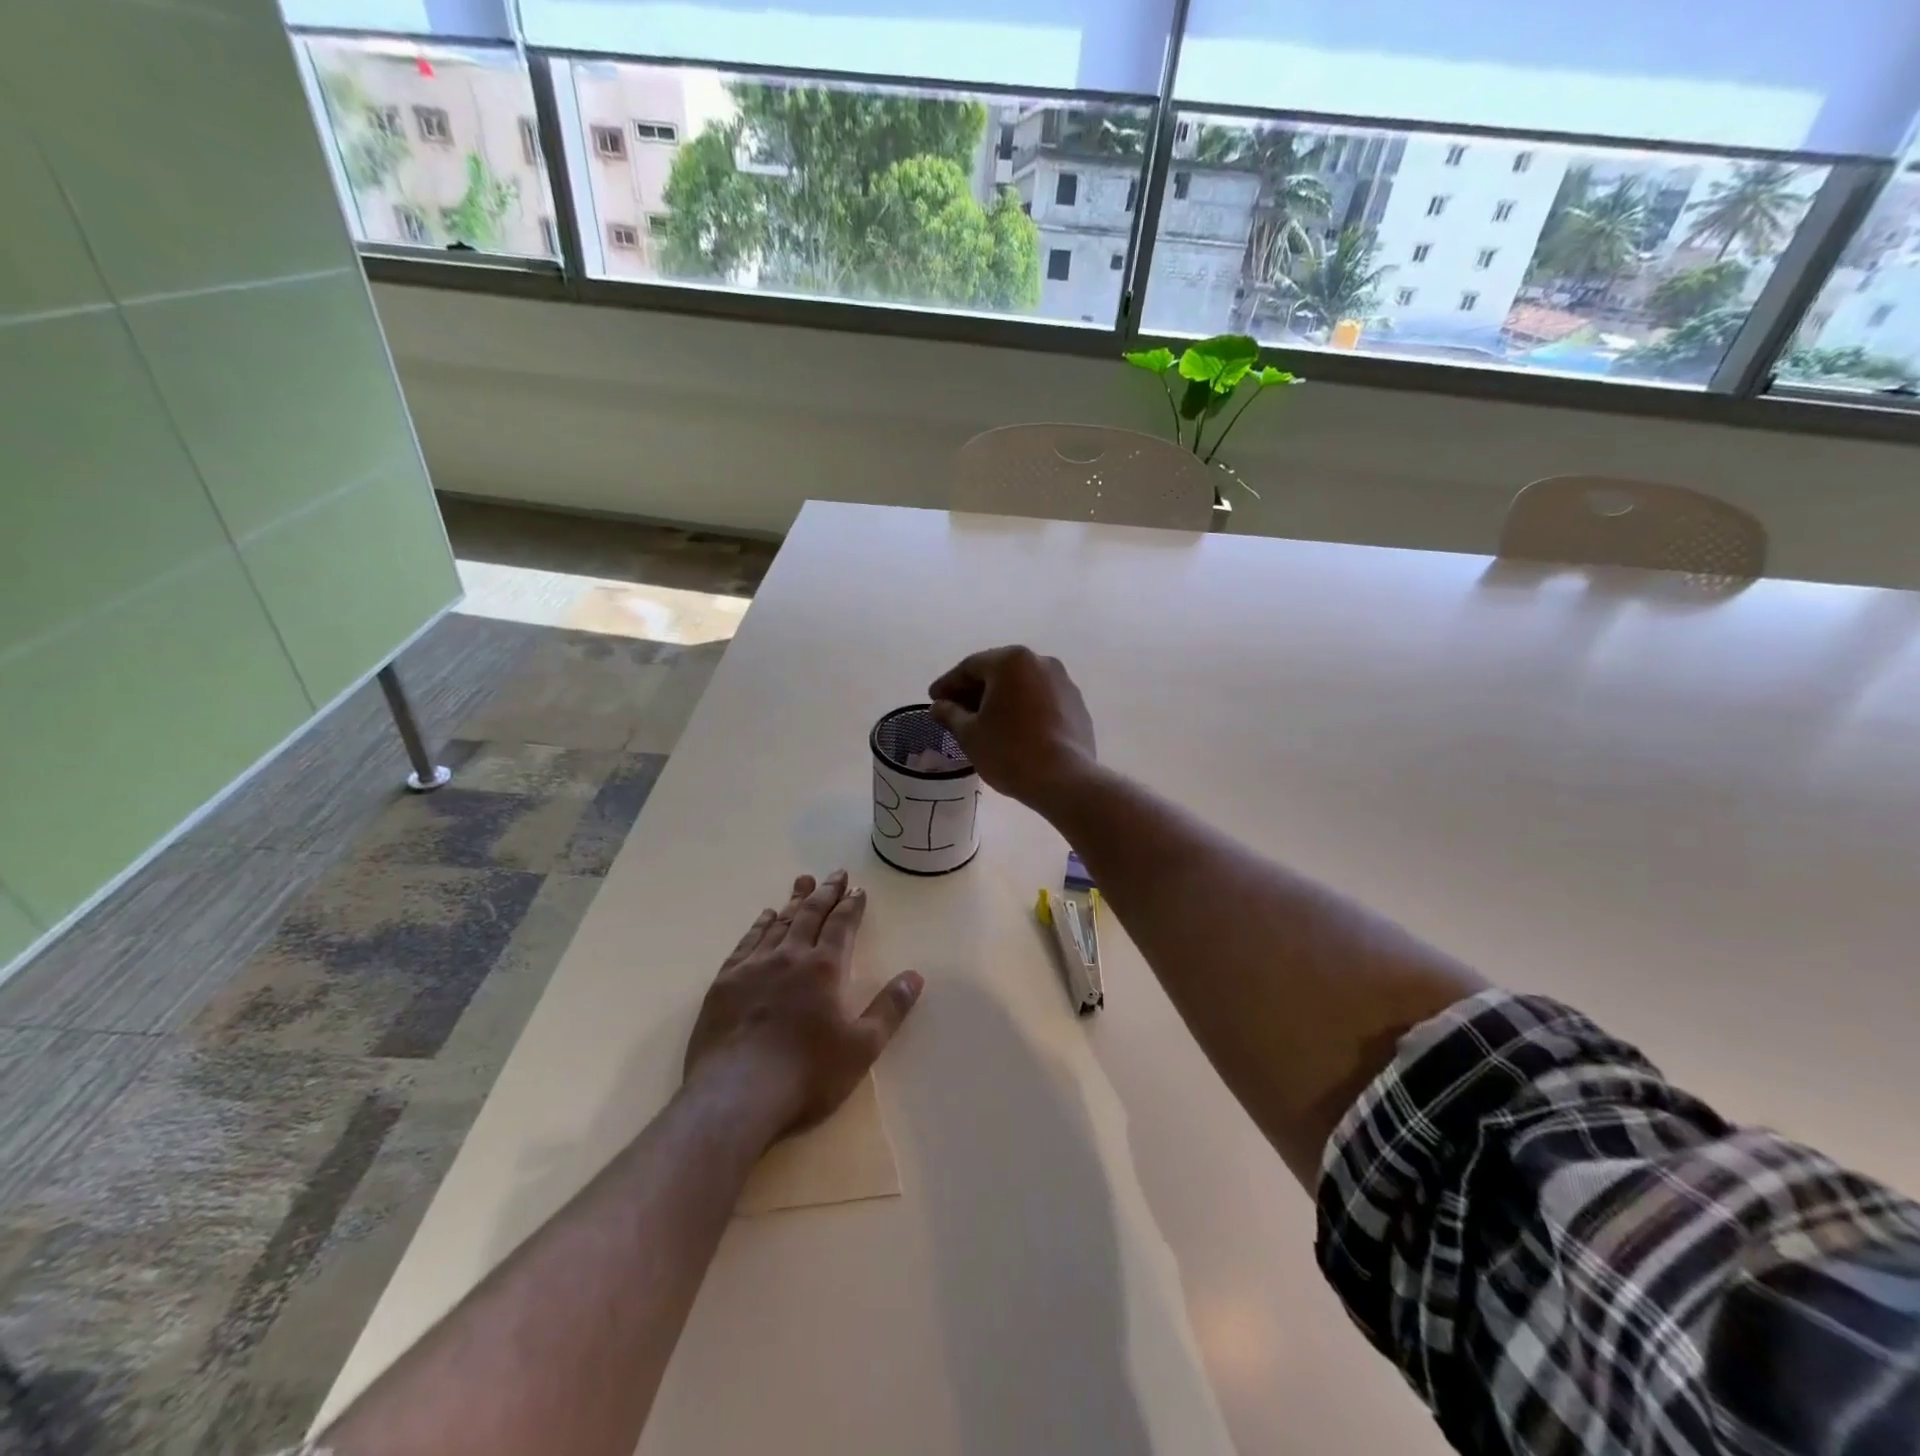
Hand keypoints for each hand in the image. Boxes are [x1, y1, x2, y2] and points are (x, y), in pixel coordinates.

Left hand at [684, 871, 923, 1137]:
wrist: (736, 1095)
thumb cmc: (807, 1074)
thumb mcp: (862, 1047)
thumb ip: (890, 1009)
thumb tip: (915, 976)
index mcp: (825, 969)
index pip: (841, 926)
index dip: (851, 905)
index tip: (857, 888)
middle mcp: (789, 957)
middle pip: (810, 915)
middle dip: (825, 893)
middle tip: (834, 873)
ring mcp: (754, 967)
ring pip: (778, 923)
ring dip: (794, 901)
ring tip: (802, 882)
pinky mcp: (725, 982)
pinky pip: (746, 942)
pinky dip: (759, 925)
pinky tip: (765, 917)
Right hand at [928, 646, 1096, 812]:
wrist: (1064, 779)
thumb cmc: (1009, 751)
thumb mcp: (970, 734)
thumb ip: (950, 714)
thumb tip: (939, 706)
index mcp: (1012, 661)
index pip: (970, 667)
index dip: (948, 684)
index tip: (933, 700)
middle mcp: (1041, 662)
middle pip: (998, 672)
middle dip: (974, 690)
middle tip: (954, 711)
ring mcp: (1063, 683)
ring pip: (1021, 686)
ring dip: (1000, 699)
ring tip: (983, 722)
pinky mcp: (1076, 705)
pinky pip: (1041, 700)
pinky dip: (1023, 709)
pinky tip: (1012, 729)